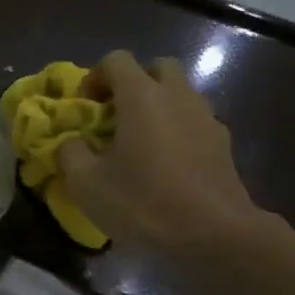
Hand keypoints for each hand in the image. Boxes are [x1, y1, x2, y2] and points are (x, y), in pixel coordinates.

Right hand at [56, 51, 273, 256]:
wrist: (213, 235)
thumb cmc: (143, 202)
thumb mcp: (85, 183)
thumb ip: (70, 153)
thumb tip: (73, 143)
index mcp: (142, 96)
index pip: (117, 60)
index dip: (95, 77)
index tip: (86, 107)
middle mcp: (178, 96)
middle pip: (157, 68)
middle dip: (134, 84)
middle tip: (117, 116)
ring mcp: (206, 118)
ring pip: (180, 94)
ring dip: (159, 107)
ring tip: (141, 143)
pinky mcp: (224, 144)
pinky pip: (195, 122)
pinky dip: (178, 131)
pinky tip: (167, 165)